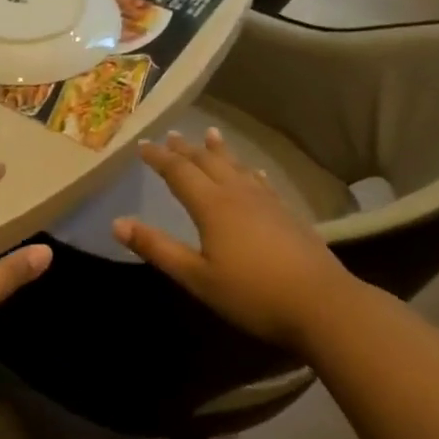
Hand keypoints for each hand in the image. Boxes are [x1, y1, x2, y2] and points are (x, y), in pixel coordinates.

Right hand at [112, 128, 356, 349]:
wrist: (321, 304)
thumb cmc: (251, 293)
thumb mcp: (196, 276)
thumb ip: (157, 248)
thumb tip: (117, 223)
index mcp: (212, 206)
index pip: (179, 172)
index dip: (159, 158)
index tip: (142, 145)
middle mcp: (238, 194)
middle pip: (208, 162)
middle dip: (186, 149)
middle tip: (171, 135)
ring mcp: (267, 202)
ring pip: (236, 167)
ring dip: (219, 151)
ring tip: (211, 135)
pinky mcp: (287, 214)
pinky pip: (261, 182)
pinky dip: (249, 171)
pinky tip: (253, 172)